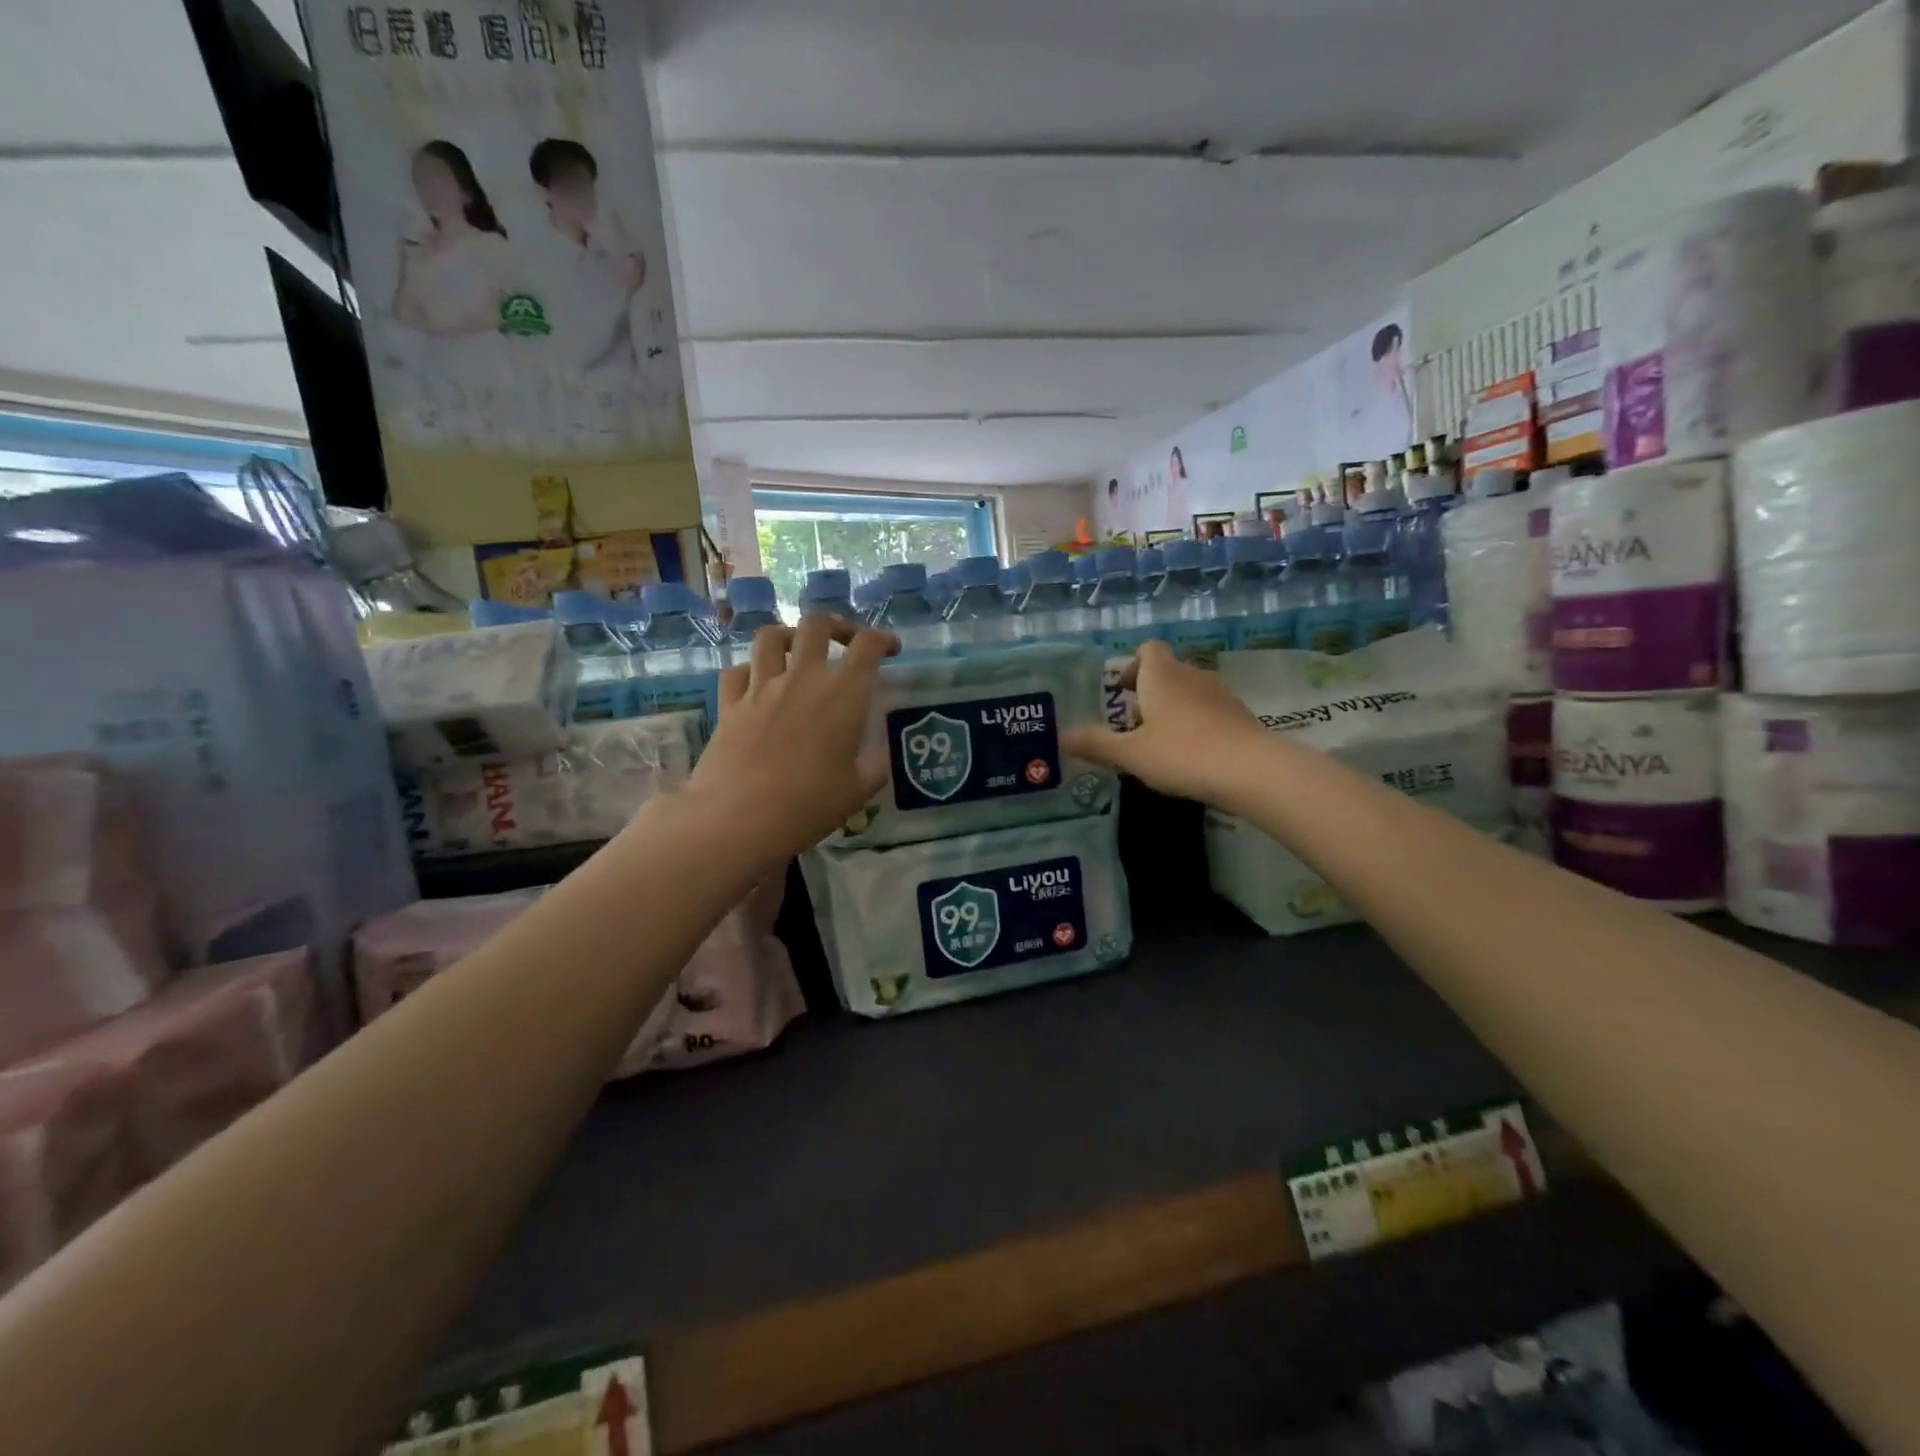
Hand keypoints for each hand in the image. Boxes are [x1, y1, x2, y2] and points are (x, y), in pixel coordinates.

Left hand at [685, 616, 897, 857]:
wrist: (738, 819)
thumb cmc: (808, 806)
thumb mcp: (858, 791)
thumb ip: (874, 764)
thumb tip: (879, 751)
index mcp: (843, 694)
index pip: (867, 645)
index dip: (883, 639)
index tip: (890, 650)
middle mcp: (803, 678)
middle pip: (817, 625)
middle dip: (836, 626)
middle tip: (844, 642)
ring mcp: (761, 688)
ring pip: (771, 637)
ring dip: (789, 636)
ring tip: (797, 650)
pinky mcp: (729, 704)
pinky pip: (738, 671)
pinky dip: (751, 670)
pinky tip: (758, 684)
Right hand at [1062, 639, 1265, 803]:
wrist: (1251, 771)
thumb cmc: (1182, 754)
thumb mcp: (1130, 754)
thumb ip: (1096, 744)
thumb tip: (1060, 737)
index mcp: (1162, 675)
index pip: (1147, 649)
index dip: (1132, 665)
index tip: (1122, 693)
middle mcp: (1192, 675)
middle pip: (1167, 671)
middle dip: (1149, 693)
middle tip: (1133, 726)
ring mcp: (1221, 694)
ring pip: (1190, 692)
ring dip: (1174, 709)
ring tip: (1161, 744)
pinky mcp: (1241, 717)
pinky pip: (1211, 712)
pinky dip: (1198, 725)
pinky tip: (1192, 756)